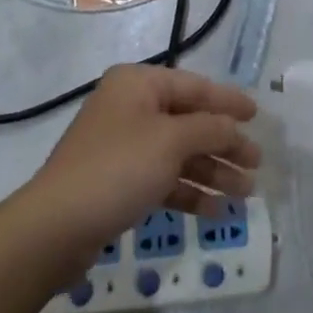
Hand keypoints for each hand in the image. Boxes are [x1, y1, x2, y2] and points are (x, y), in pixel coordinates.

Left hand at [23, 65, 259, 259]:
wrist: (55, 228)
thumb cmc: (118, 168)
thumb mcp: (171, 141)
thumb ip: (211, 129)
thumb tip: (233, 128)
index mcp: (138, 84)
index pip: (195, 86)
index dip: (228, 101)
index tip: (257, 116)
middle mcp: (130, 108)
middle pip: (189, 122)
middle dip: (224, 144)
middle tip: (256, 164)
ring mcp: (123, 146)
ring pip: (179, 153)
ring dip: (212, 171)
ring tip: (245, 194)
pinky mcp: (118, 182)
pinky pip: (163, 178)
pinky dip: (188, 191)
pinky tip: (214, 210)